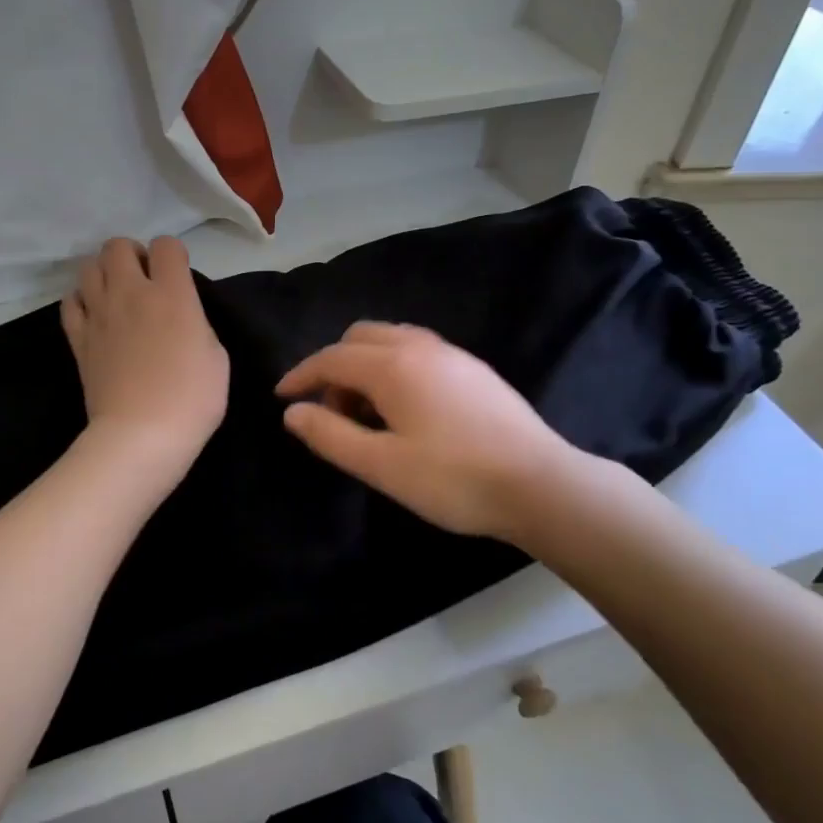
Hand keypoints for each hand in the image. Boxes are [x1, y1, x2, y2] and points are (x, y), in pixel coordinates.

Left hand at [62, 238, 228, 470]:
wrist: (141, 435)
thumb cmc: (191, 398)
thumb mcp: (216, 355)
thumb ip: (196, 322)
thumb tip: (180, 315)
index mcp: (171, 294)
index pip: (166, 245)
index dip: (174, 255)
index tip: (179, 277)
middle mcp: (131, 293)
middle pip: (118, 246)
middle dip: (133, 255)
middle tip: (145, 280)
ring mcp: (99, 314)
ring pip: (88, 266)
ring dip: (104, 273)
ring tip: (118, 295)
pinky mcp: (78, 338)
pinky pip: (70, 302)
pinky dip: (81, 300)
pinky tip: (95, 315)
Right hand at [276, 322, 574, 540]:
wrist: (540, 484)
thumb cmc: (453, 479)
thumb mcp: (381, 466)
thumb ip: (331, 435)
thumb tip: (293, 413)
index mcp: (393, 365)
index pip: (331, 358)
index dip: (301, 375)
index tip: (282, 396)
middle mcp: (420, 347)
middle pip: (360, 338)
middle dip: (334, 366)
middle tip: (331, 412)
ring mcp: (452, 355)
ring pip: (392, 341)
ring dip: (366, 366)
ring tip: (366, 413)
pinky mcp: (474, 370)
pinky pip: (418, 352)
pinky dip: (394, 368)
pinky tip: (405, 409)